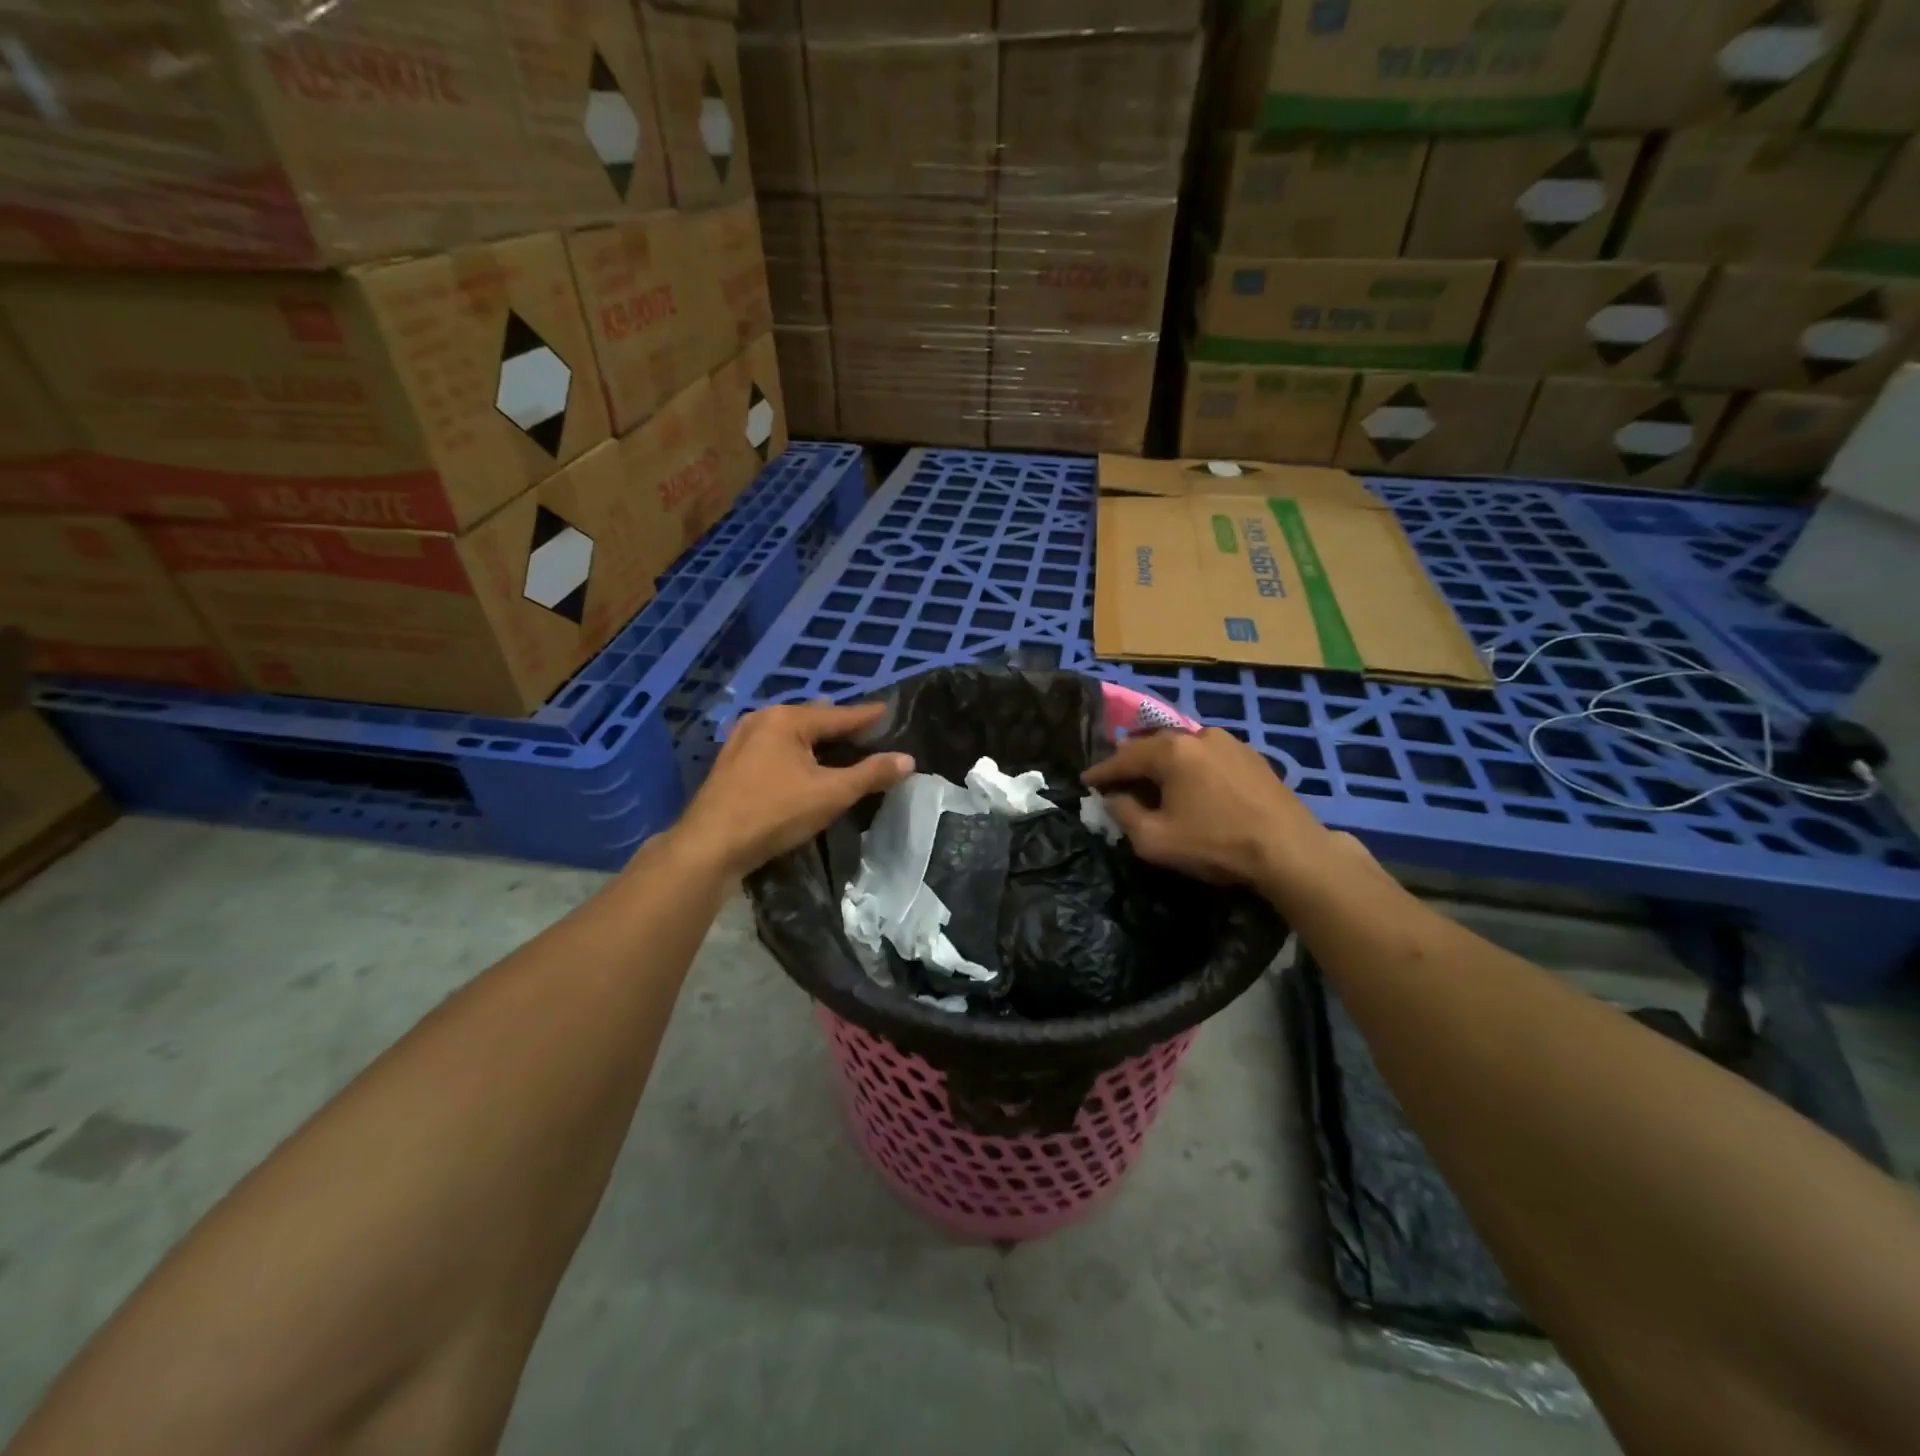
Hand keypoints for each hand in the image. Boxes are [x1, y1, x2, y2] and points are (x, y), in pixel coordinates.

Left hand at [673, 703, 913, 876]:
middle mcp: (762, 720)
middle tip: (867, 730)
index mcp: (786, 719)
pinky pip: (775, 747)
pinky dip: (796, 751)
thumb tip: (908, 759)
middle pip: (812, 718)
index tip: (888, 710)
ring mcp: (741, 740)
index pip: (838, 714)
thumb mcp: (831, 793)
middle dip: (839, 724)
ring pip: (790, 733)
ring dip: (816, 739)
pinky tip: (803, 763)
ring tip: (839, 743)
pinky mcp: (732, 763)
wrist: (710, 845)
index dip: (866, 716)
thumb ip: (871, 774)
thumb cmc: (774, 812)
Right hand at [1082, 728, 1335, 891]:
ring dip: (1163, 764)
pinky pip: (1207, 756)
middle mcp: (1197, 735)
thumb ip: (1124, 814)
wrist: (1290, 851)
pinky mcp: (1251, 757)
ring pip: (1182, 748)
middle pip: (1152, 746)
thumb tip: (1114, 798)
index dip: (1100, 772)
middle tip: (1116, 780)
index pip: (1123, 758)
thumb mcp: (1155, 839)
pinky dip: (1191, 768)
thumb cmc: (1216, 844)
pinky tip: (1192, 786)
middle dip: (1131, 763)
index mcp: (1170, 750)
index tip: (1085, 782)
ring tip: (1153, 782)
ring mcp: (1229, 742)